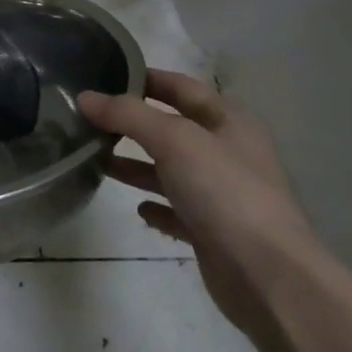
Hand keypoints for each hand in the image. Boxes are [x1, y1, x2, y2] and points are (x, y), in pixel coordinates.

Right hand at [78, 70, 320, 331]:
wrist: (267, 276)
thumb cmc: (224, 192)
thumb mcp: (173, 140)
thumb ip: (127, 115)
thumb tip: (84, 97)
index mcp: (229, 121)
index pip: (182, 87)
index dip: (146, 78)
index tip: (104, 76)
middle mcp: (228, 153)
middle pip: (173, 129)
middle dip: (133, 124)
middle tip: (89, 120)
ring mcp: (222, 194)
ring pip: (171, 170)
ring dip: (137, 165)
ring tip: (97, 161)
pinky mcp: (213, 232)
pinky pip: (177, 211)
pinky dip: (156, 206)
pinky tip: (136, 208)